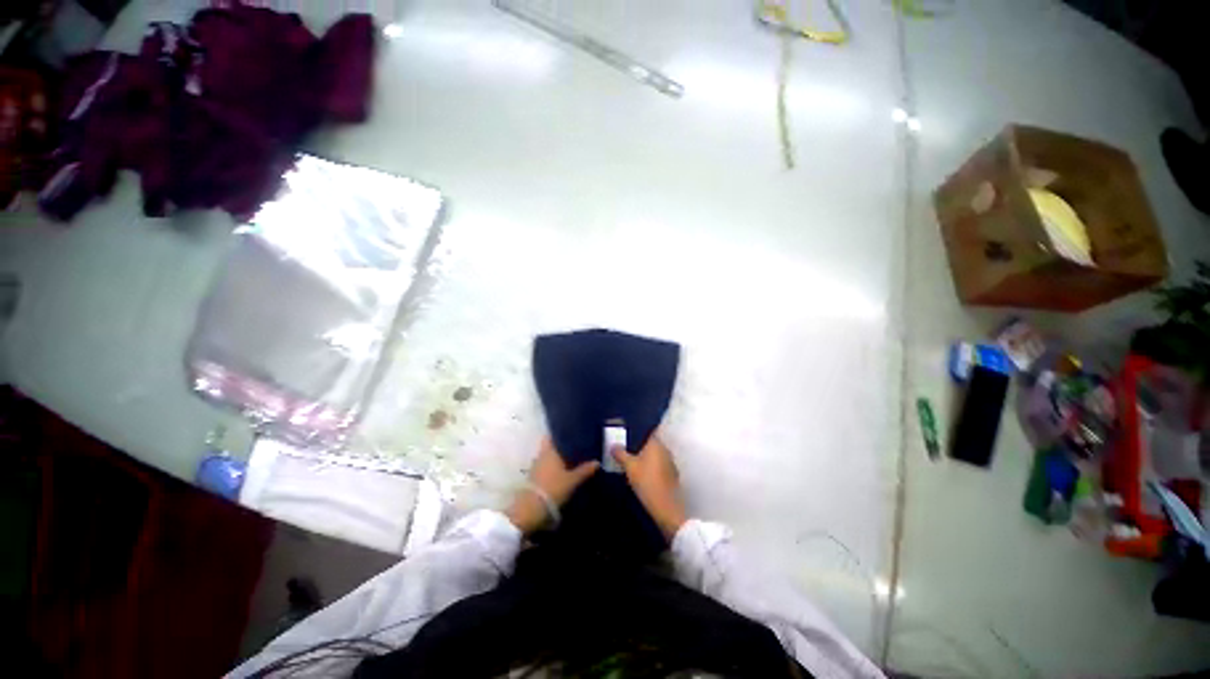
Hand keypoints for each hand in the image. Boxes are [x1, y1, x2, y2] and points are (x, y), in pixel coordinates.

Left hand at [506, 438, 598, 533]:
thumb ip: (585, 470)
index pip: (553, 436)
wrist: (531, 509)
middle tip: (575, 448)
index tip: (571, 433)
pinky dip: (553, 467)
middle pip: (551, 447)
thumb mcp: (573, 480)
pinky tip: (562, 472)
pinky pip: (545, 467)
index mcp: (550, 450)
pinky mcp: (533, 478)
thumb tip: (597, 461)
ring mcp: (536, 466)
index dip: (561, 434)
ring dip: (557, 458)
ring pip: (548, 457)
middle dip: (561, 447)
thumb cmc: (553, 488)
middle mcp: (541, 455)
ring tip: (571, 460)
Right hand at [611, 437, 686, 539]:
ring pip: (654, 456)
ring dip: (644, 458)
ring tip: (630, 462)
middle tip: (623, 449)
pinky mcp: (671, 476)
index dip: (636, 433)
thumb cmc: (646, 481)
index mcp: (656, 444)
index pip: (646, 432)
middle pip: (649, 444)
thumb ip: (620, 454)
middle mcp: (665, 450)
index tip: (625, 435)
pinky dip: (650, 468)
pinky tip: (640, 475)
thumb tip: (613, 445)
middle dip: (638, 446)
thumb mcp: (629, 466)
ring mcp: (670, 463)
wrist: (665, 508)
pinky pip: (658, 466)